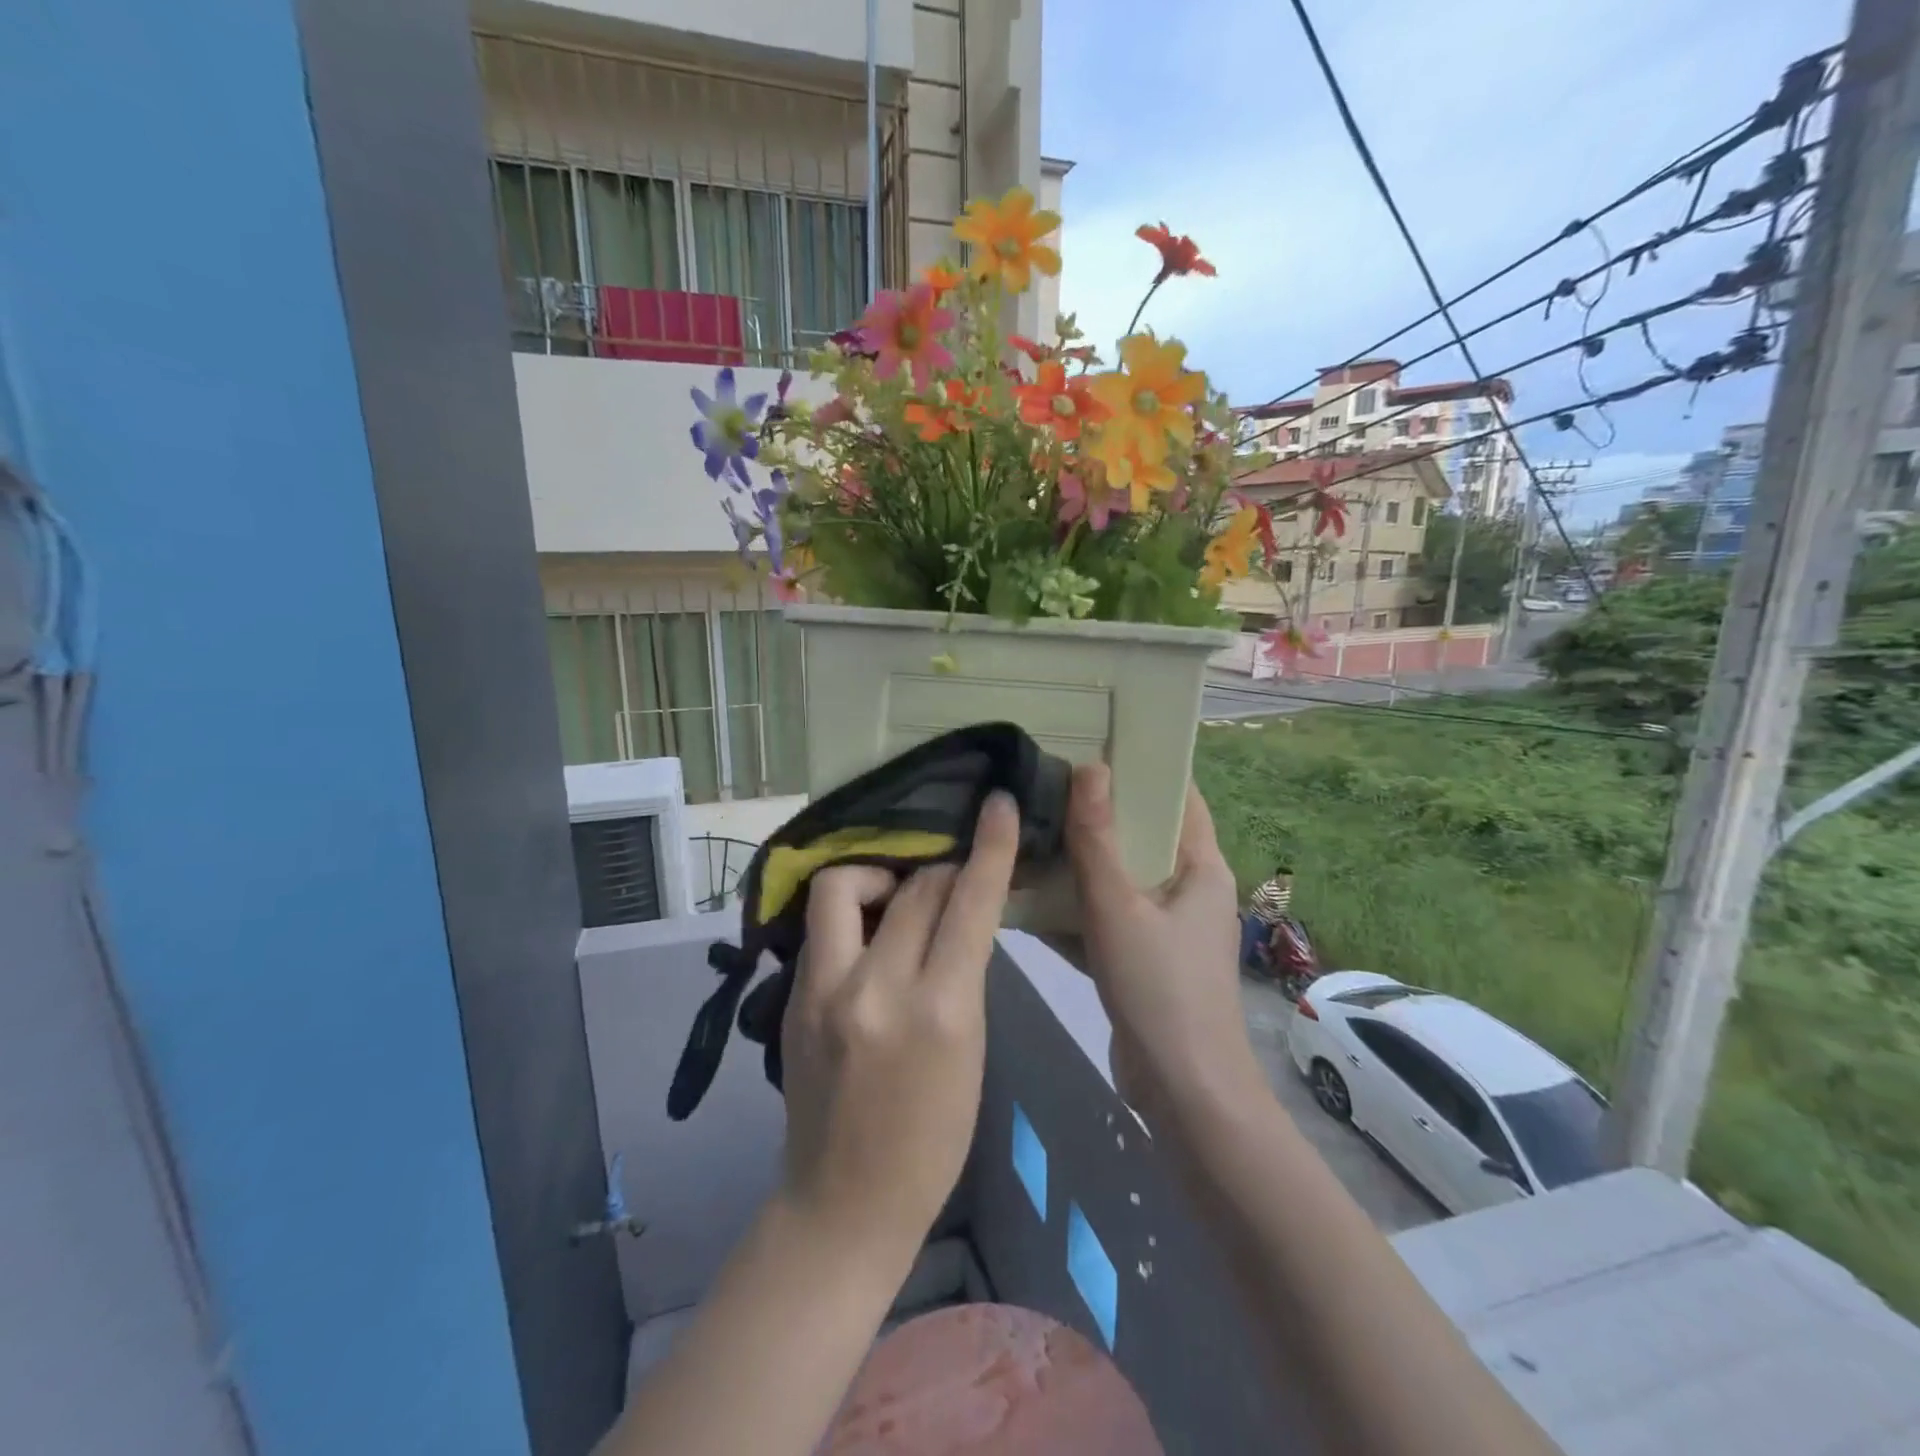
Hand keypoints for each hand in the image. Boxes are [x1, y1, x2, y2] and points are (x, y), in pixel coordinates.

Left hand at [777, 792, 1020, 1264]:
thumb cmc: (932, 1139)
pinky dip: (851, 913)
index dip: (990, 848)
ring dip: (878, 877)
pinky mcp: (791, 998)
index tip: (999, 804)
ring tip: (893, 899)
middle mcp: (875, 989)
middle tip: (950, 879)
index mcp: (939, 1011)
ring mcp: (822, 990)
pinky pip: (823, 925)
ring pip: (842, 885)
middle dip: (941, 869)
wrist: (844, 1202)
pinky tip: (866, 936)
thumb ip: (962, 975)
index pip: (967, 905)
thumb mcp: (971, 1052)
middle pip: (913, 887)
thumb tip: (956, 915)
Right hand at [1066, 764, 1261, 1116]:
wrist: (1183, 1093)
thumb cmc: (1160, 989)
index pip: (1180, 797)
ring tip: (1032, 828)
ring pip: (1121, 879)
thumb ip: (1097, 840)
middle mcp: (1189, 890)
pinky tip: (1029, 895)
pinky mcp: (1144, 960)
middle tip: (1047, 783)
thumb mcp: (1119, 907)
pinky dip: (1077, 907)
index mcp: (1201, 868)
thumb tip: (1089, 768)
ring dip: (1082, 861)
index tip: (1094, 744)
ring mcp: (1167, 928)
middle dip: (1099, 812)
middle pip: (1143, 836)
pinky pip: (1108, 918)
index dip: (1144, 768)